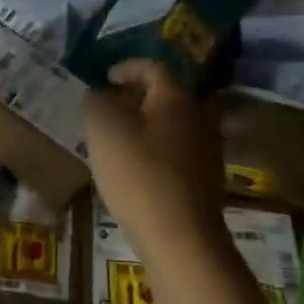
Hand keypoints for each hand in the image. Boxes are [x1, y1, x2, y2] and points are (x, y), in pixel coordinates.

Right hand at [84, 59, 228, 260]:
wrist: (179, 235)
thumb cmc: (138, 174)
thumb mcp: (103, 130)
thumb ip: (95, 103)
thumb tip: (98, 95)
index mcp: (176, 98)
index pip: (153, 67)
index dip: (126, 68)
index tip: (104, 78)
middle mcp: (199, 117)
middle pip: (166, 96)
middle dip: (136, 98)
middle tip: (108, 108)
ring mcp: (207, 150)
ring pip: (172, 125)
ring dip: (146, 125)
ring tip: (117, 139)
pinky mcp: (205, 179)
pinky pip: (177, 151)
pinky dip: (155, 150)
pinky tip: (135, 168)